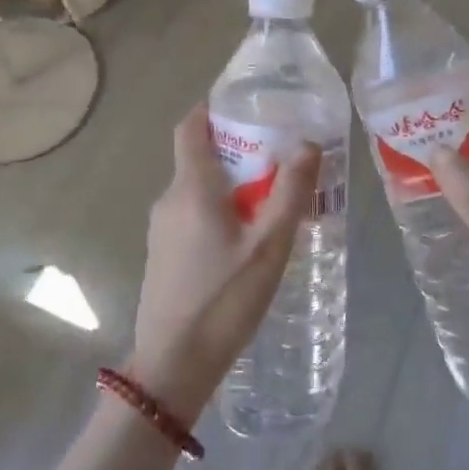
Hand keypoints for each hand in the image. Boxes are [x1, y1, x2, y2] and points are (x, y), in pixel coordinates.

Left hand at [130, 104, 320, 422]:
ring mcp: (161, 229)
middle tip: (279, 155)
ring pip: (197, 189)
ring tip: (272, 198)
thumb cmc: (224, 301)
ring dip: (230, 184)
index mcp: (191, 188)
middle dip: (237, 149)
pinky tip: (247, 237)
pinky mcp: (163, 254)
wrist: (172, 367)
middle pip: (199, 157)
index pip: (191, 127)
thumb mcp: (269, 246)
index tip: (245, 102)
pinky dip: (218, 209)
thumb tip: (307, 143)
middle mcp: (169, 200)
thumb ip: (290, 193)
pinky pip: (192, 214)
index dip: (212, 107)